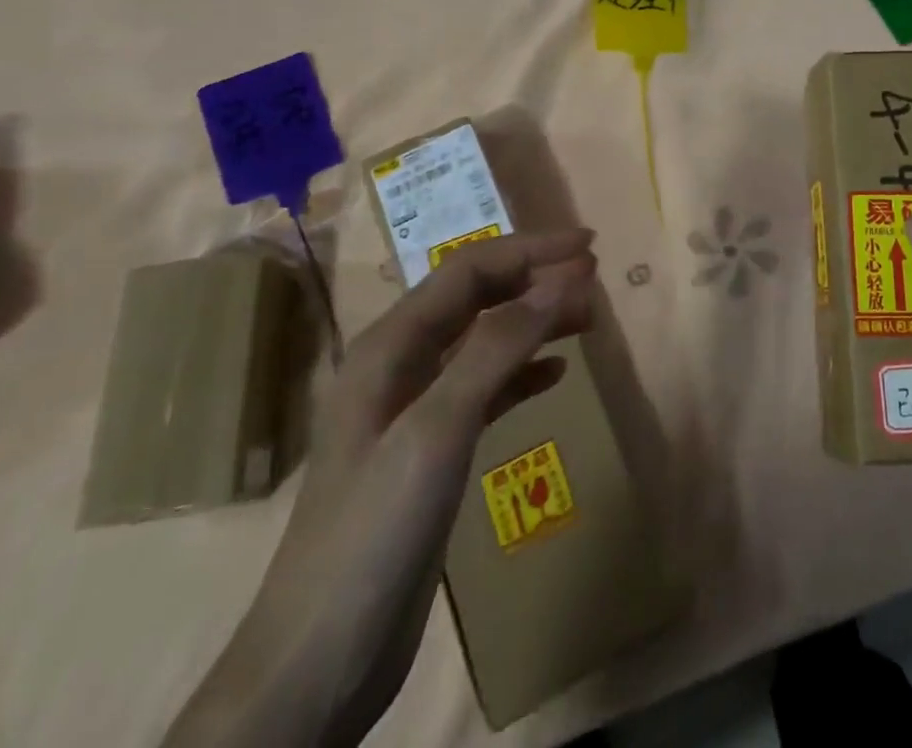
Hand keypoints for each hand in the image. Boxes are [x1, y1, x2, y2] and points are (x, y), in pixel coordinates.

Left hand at [165, 229, 597, 747]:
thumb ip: (497, 348)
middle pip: (476, 298)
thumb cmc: (374, 533)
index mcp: (390, 346)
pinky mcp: (430, 450)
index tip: (589, 247)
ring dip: (535, 321)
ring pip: (484, 340)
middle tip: (595, 278)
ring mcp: (413, 409)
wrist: (317, 664)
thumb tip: (561, 281)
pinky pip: (485, 388)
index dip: (530, 250)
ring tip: (587, 317)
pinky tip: (555, 372)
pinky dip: (522, 371)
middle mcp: (399, 365)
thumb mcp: (438, 430)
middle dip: (535, 279)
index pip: (469, 271)